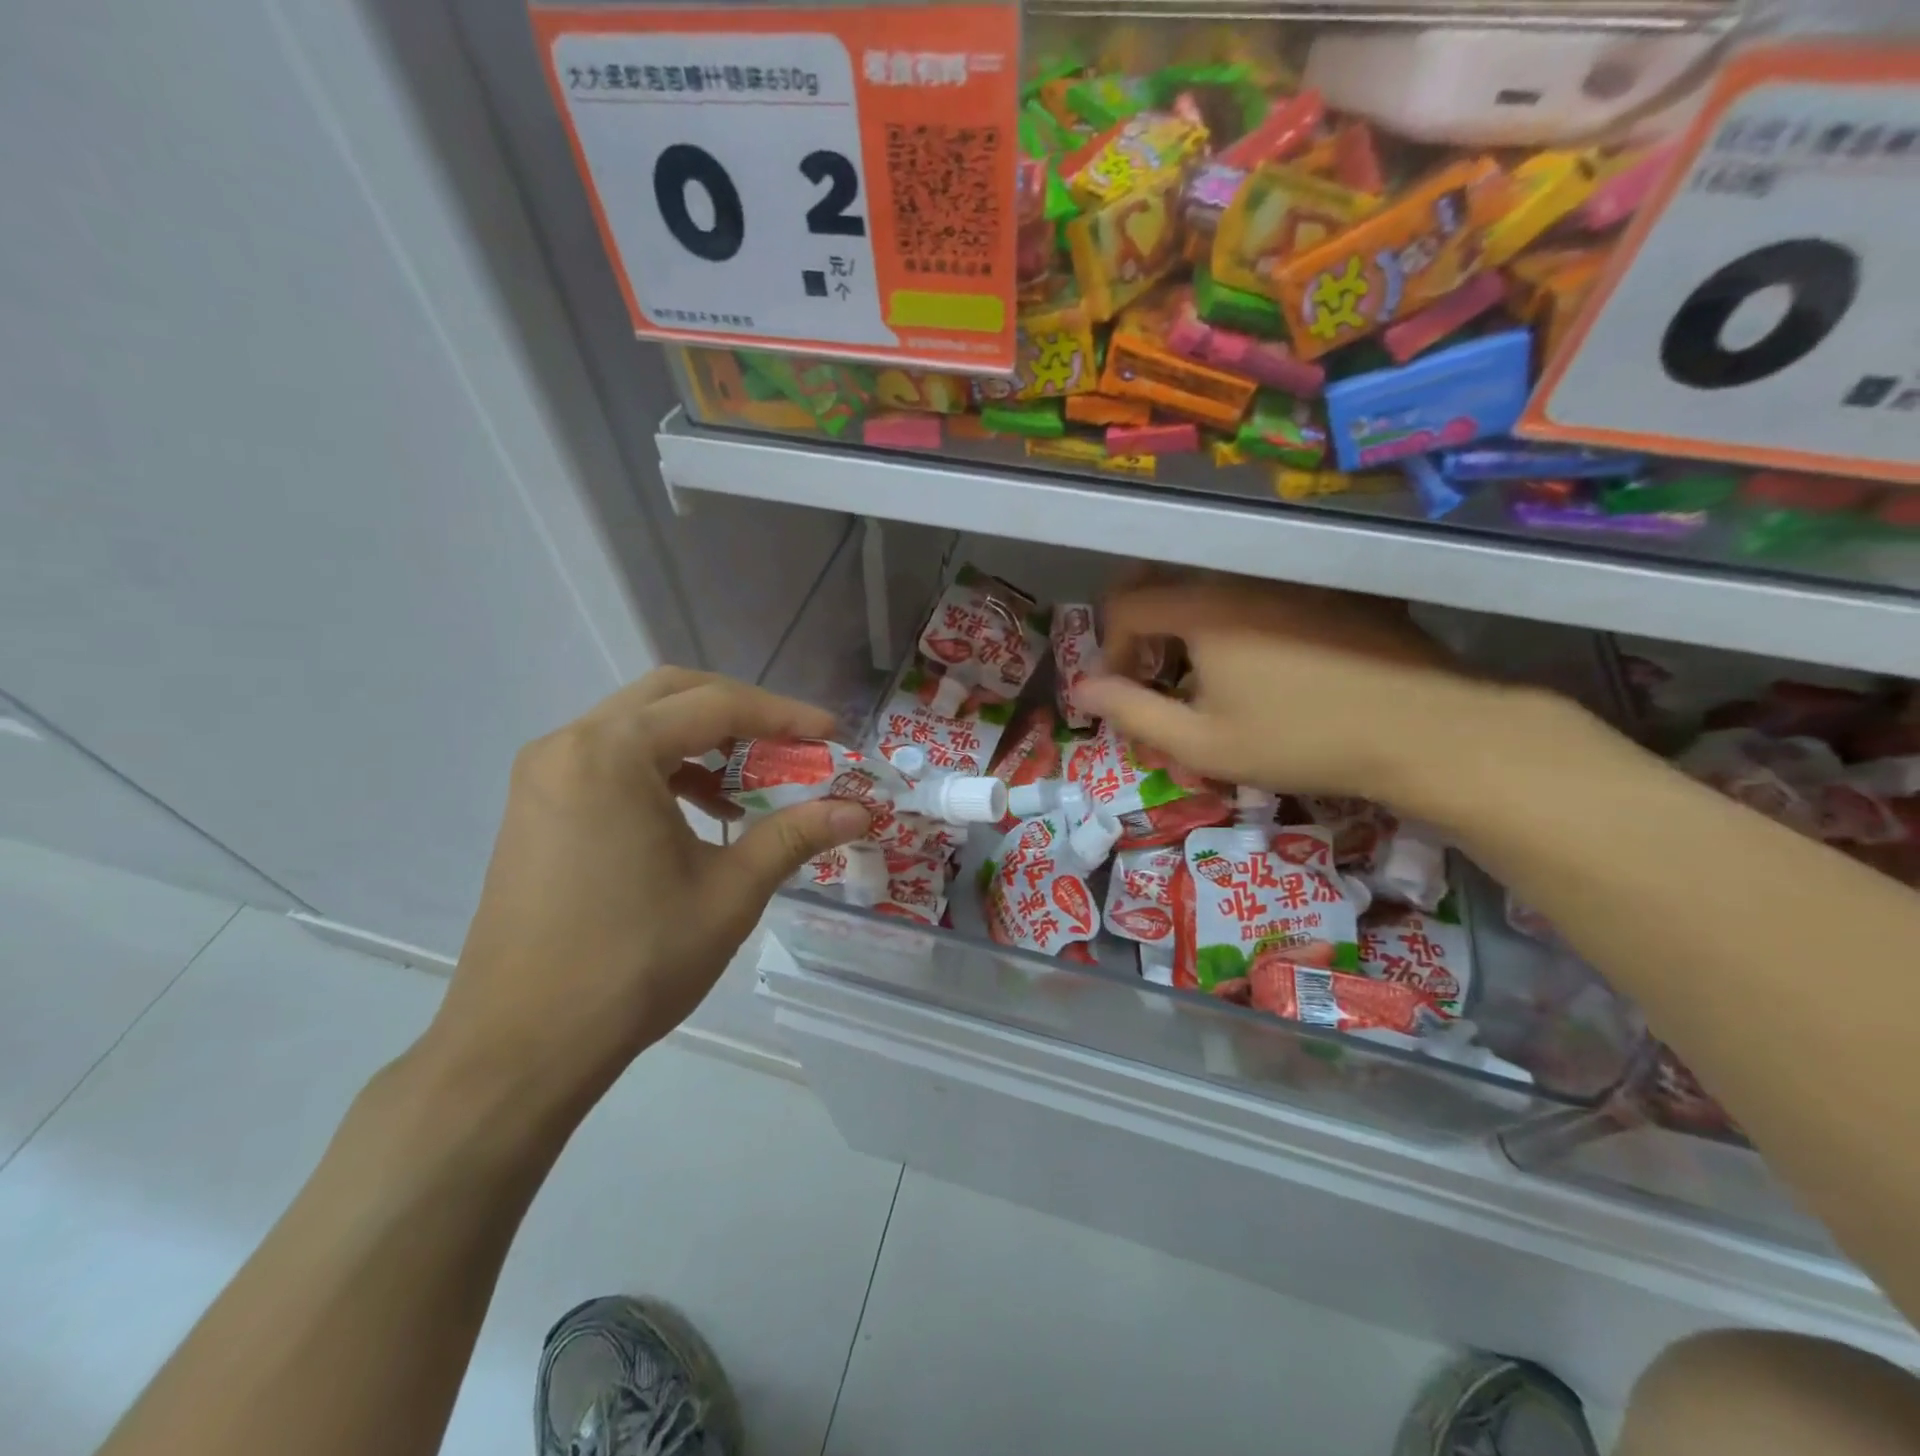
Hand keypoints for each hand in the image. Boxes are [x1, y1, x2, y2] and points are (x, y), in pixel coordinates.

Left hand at [425, 669, 871, 1109]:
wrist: (522, 1046)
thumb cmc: (634, 963)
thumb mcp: (729, 892)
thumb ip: (796, 835)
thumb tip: (860, 810)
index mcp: (611, 753)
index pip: (715, 705)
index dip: (784, 716)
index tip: (833, 736)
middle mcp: (569, 744)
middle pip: (672, 696)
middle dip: (742, 714)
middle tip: (793, 745)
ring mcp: (545, 774)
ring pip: (640, 725)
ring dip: (702, 741)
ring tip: (752, 785)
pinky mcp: (538, 806)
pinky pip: (612, 760)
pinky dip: (665, 768)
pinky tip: (701, 812)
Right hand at [1075, 577, 1501, 808]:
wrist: (1421, 729)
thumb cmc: (1299, 741)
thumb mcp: (1203, 744)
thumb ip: (1132, 713)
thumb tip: (1083, 690)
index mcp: (1203, 610)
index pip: (1128, 606)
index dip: (1110, 647)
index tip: (1124, 687)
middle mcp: (1241, 578)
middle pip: (1167, 585)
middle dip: (1145, 630)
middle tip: (1156, 676)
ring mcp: (1290, 578)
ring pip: (1213, 589)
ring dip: (1190, 628)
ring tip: (1211, 679)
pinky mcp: (1327, 587)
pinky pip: (1259, 591)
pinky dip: (1237, 621)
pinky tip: (1265, 665)